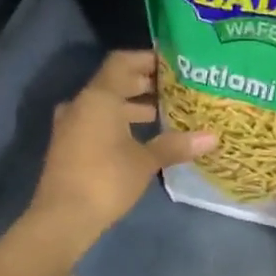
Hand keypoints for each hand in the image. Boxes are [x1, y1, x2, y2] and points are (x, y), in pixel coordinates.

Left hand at [29, 51, 214, 246]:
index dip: (147, 59)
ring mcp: (71, 125)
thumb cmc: (106, 179)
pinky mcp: (69, 146)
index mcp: (99, 97)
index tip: (172, 63)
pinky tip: (141, 139)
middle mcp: (81, 104)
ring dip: (132, 106)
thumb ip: (175, 145)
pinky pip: (97, 123)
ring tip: (163, 114)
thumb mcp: (145, 161)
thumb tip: (212, 137)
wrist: (62, 217)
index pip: (122, 62)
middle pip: (114, 83)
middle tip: (175, 88)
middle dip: (144, 84)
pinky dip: (119, 123)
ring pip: (105, 105)